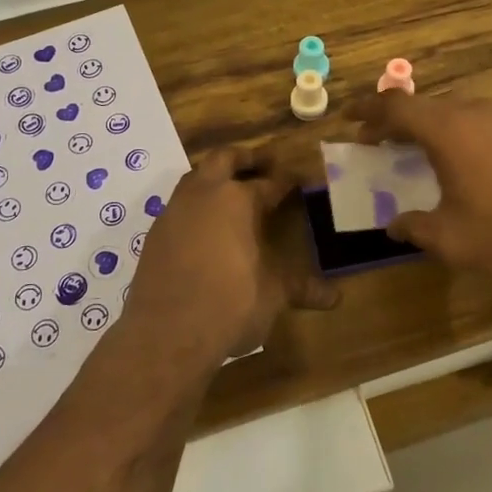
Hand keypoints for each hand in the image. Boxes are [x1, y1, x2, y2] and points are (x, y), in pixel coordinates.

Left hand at [122, 150, 337, 365]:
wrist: (167, 333)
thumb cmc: (230, 304)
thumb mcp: (274, 294)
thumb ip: (301, 288)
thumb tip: (335, 298)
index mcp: (239, 200)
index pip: (269, 182)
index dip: (286, 181)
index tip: (297, 179)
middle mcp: (204, 195)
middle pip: (223, 159)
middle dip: (244, 158)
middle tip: (262, 164)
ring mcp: (175, 212)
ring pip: (195, 178)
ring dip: (214, 178)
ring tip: (231, 192)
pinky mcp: (155, 234)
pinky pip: (179, 207)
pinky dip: (195, 207)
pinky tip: (205, 228)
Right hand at [356, 92, 491, 287]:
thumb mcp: (451, 239)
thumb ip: (415, 228)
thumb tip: (395, 225)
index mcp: (447, 129)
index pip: (395, 106)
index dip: (367, 110)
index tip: (348, 117)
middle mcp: (475, 112)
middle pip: (425, 106)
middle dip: (397, 123)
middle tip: (381, 144)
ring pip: (457, 113)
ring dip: (432, 130)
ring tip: (423, 156)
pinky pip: (484, 124)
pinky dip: (462, 137)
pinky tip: (471, 167)